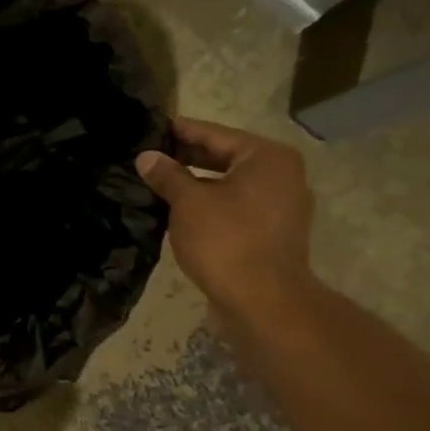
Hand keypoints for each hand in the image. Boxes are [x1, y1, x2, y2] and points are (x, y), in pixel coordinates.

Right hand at [136, 117, 314, 315]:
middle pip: (226, 156)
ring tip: (160, 182)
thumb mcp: (188, 202)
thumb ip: (167, 175)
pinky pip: (238, 205)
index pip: (214, 134)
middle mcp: (282, 174)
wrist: (263, 302)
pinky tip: (182, 209)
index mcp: (267, 157)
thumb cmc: (226, 241)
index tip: (151, 128)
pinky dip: (212, 203)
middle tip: (150, 156)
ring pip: (231, 183)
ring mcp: (283, 205)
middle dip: (187, 158)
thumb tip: (146, 157)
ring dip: (198, 183)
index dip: (179, 131)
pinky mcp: (275, 232)